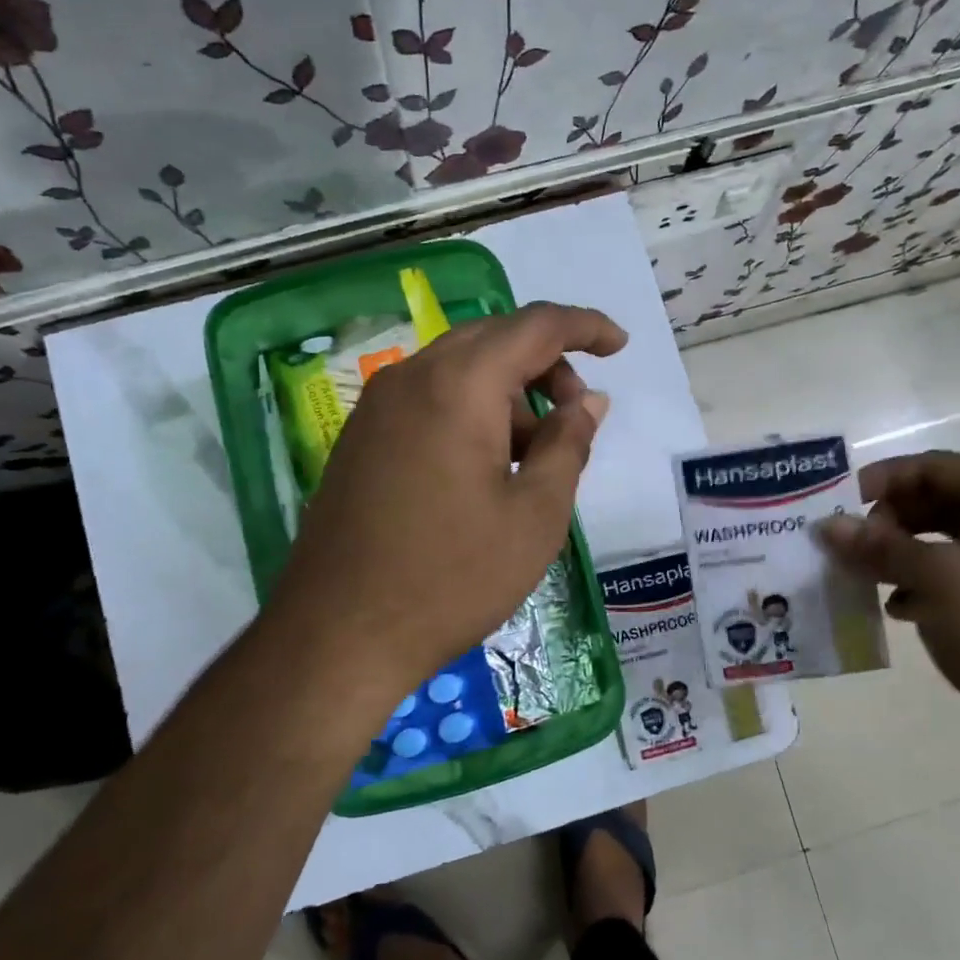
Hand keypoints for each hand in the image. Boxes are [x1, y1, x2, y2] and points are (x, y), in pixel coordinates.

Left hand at [268, 302, 626, 715]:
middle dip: (545, 365)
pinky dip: (470, 413)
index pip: (535, 325)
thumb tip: (588, 400)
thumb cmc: (453, 577)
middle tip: (575, 415)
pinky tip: (486, 469)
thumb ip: (568, 444)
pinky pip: (429, 400)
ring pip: (459, 371)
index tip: (620, 344)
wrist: (340, 634)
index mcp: (459, 385)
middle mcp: (411, 378)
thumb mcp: (535, 514)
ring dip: (507, 395)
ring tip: (533, 458)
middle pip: (493, 340)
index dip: (585, 326)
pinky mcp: (361, 439)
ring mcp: (377, 408)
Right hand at [816, 450, 959, 767]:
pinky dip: (915, 587)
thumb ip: (878, 546)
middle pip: (936, 503)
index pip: (936, 467)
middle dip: (887, 520)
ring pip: (938, 545)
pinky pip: (947, 581)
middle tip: (847, 544)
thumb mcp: (936, 578)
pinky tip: (895, 610)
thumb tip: (827, 525)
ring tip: (859, 576)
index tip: (838, 503)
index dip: (884, 478)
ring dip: (895, 555)